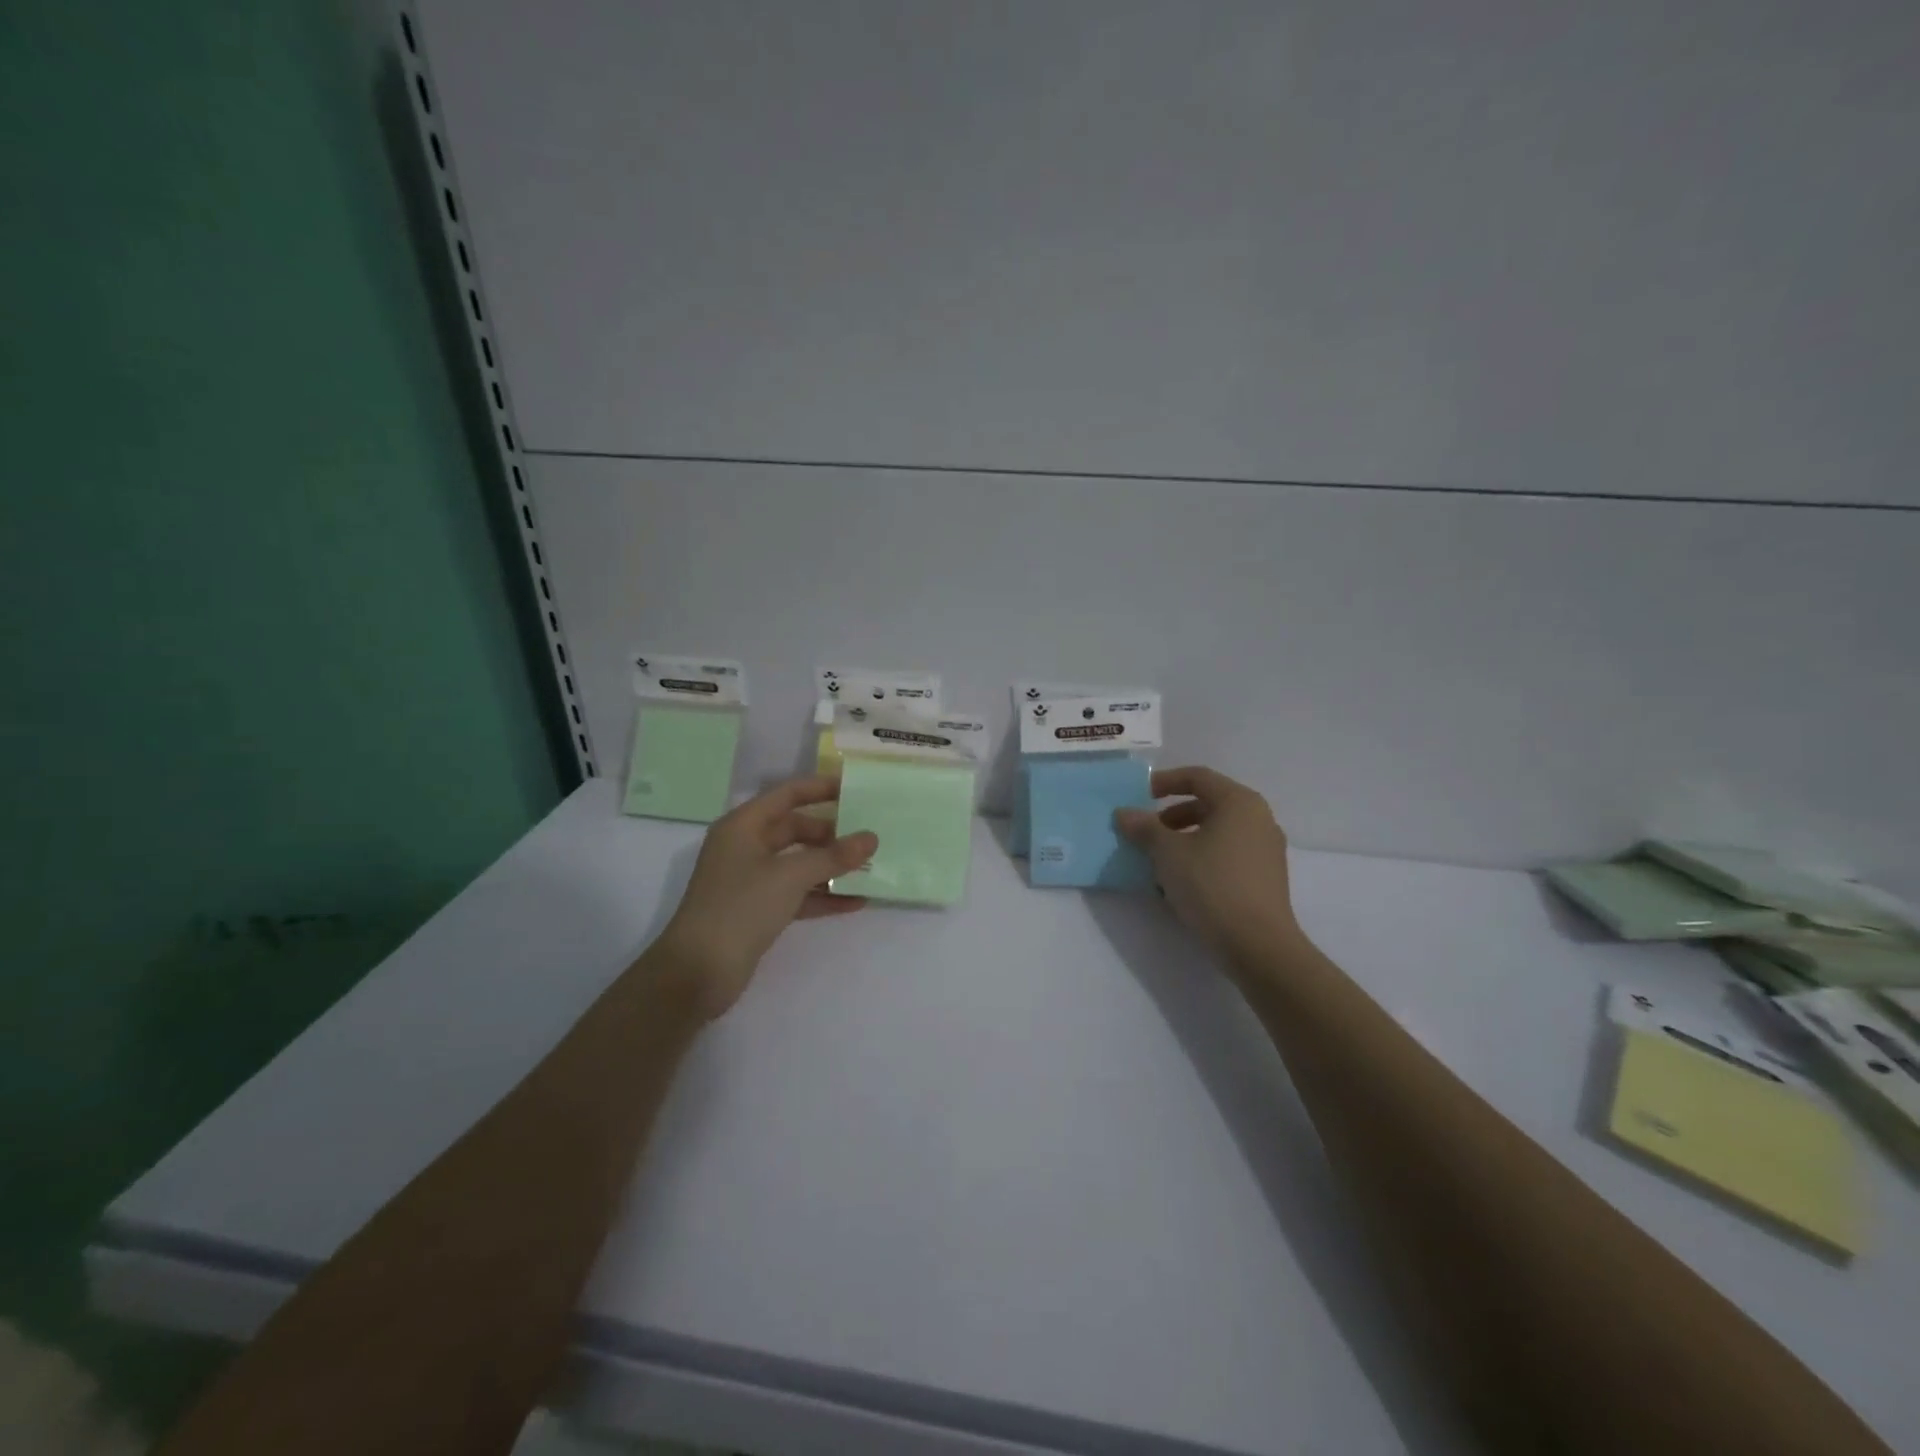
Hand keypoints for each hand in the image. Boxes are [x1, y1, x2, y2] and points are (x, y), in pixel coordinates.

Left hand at [654, 776, 877, 1018]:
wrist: (698, 972)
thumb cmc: (740, 908)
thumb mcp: (790, 876)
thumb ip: (834, 856)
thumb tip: (871, 838)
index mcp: (743, 826)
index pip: (786, 795)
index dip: (820, 788)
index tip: (854, 788)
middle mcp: (745, 847)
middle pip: (795, 829)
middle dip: (831, 833)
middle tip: (867, 836)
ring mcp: (750, 880)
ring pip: (798, 863)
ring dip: (831, 867)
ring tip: (869, 868)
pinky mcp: (758, 910)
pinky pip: (797, 893)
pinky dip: (823, 895)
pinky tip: (855, 902)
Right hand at [1115, 767, 1303, 966]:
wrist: (1258, 945)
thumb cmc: (1212, 885)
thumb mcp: (1167, 853)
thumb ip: (1144, 828)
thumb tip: (1124, 813)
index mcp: (1239, 802)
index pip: (1197, 777)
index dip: (1164, 782)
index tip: (1139, 796)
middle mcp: (1259, 819)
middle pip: (1208, 804)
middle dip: (1171, 816)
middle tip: (1145, 833)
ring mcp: (1266, 850)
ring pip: (1217, 832)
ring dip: (1183, 840)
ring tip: (1157, 862)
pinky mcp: (1266, 878)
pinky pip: (1227, 855)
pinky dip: (1201, 858)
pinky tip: (1180, 884)